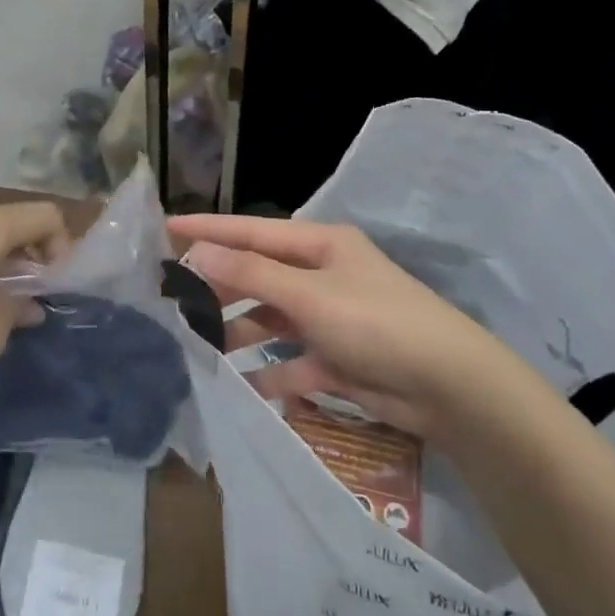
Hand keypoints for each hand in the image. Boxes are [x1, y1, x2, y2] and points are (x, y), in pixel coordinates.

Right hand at [169, 214, 498, 436]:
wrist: (448, 385)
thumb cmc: (376, 322)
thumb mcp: (310, 294)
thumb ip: (251, 273)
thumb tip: (198, 251)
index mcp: (320, 245)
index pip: (252, 231)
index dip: (209, 230)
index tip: (166, 229)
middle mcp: (322, 275)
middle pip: (259, 275)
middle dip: (220, 287)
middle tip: (173, 299)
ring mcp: (329, 317)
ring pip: (272, 319)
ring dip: (241, 332)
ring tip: (201, 347)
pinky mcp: (337, 358)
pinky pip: (293, 361)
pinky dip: (271, 373)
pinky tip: (245, 387)